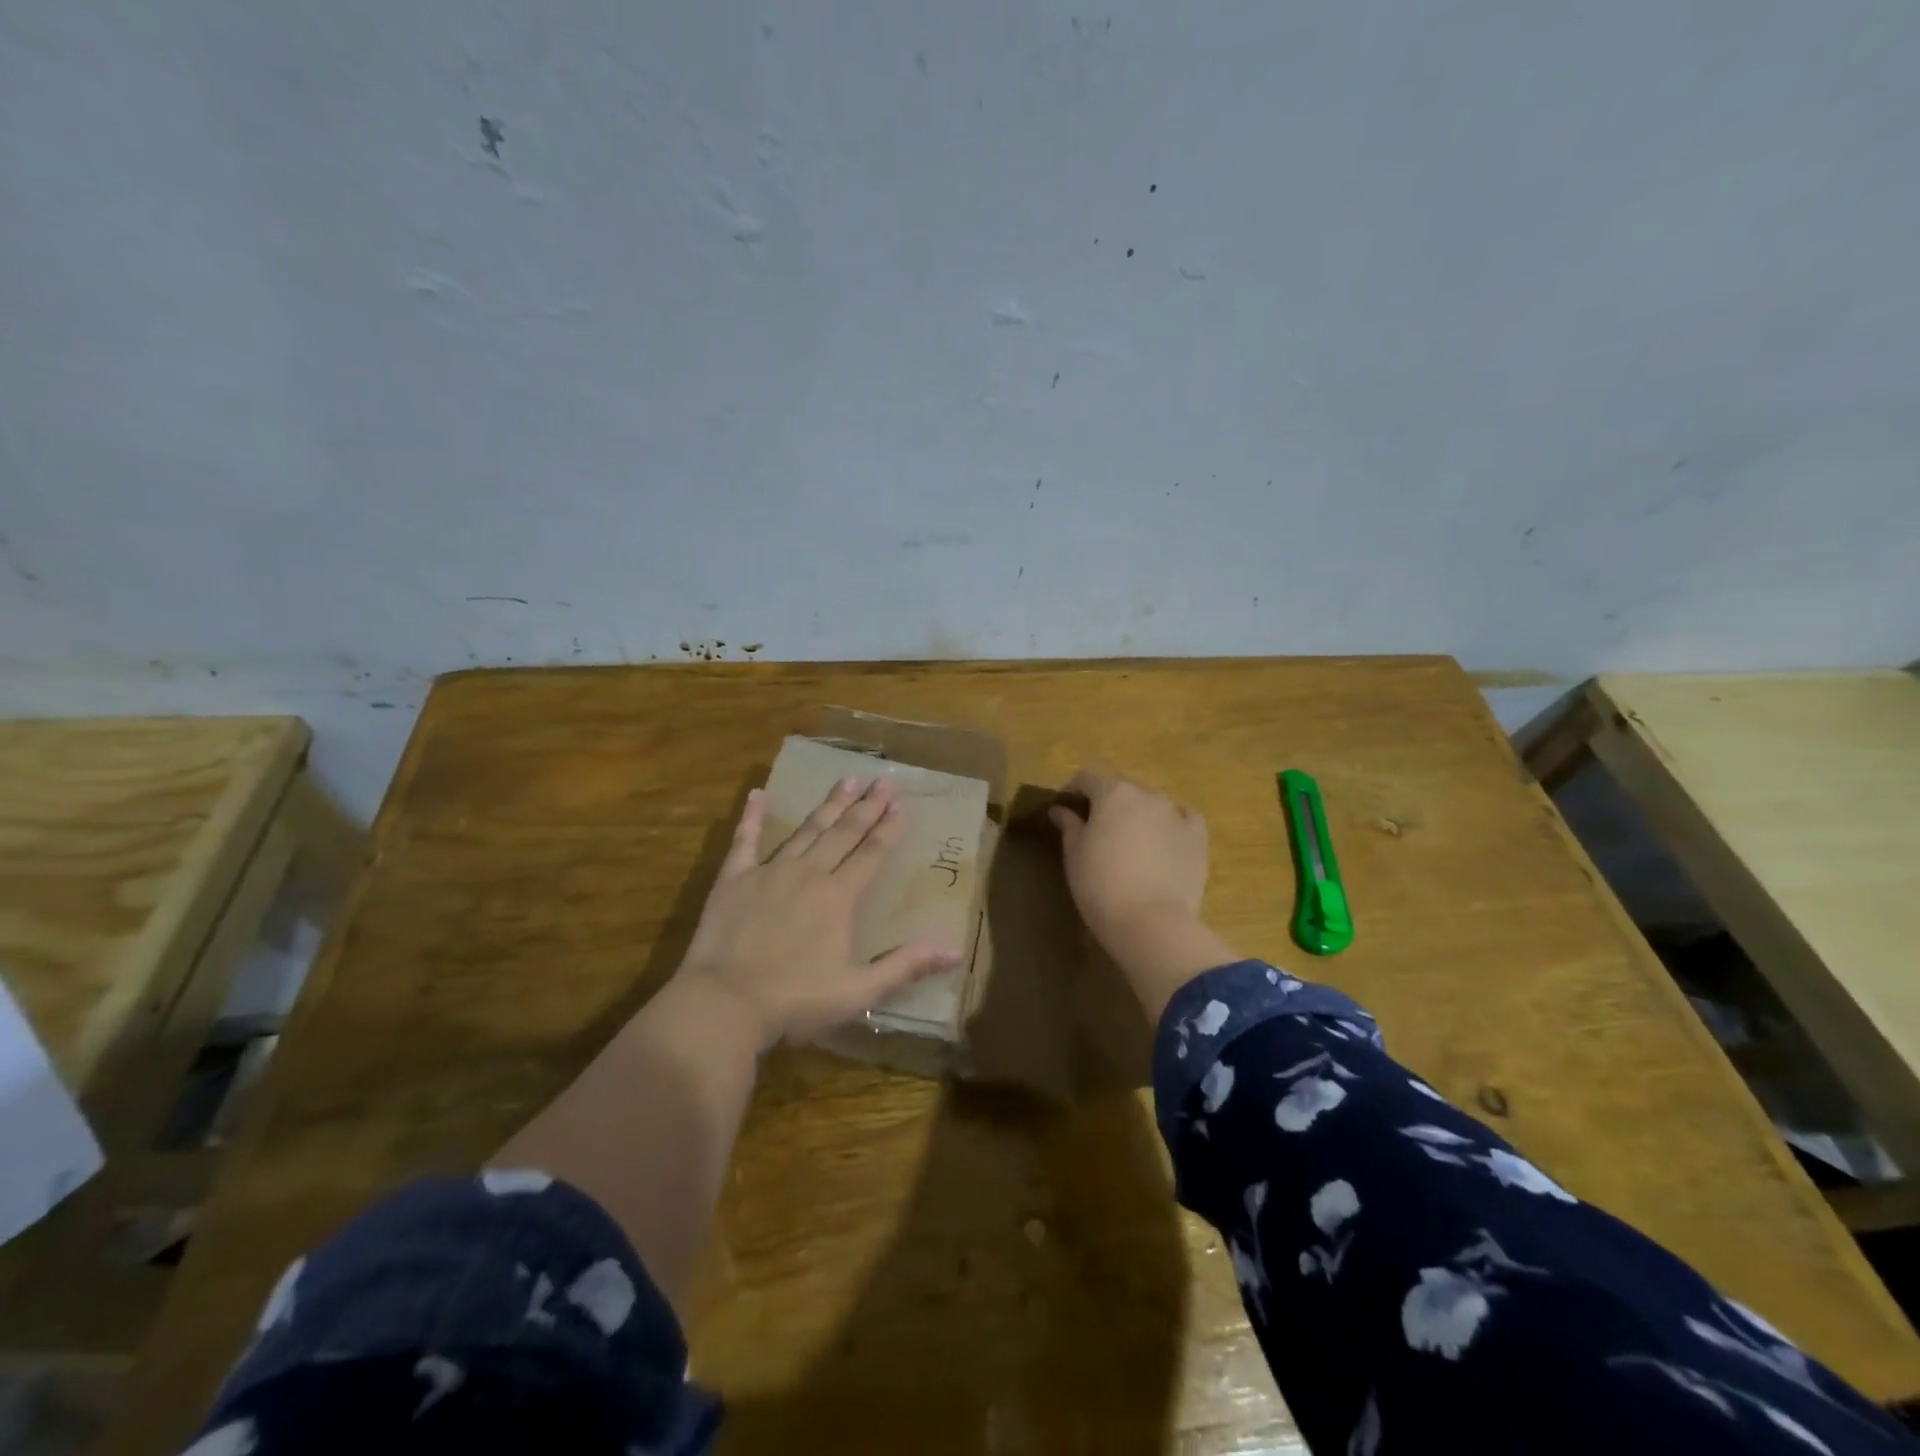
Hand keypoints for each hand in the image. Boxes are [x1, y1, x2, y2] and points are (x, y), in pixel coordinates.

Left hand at [679, 776, 964, 1049]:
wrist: (726, 1002)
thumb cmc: (796, 999)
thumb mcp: (858, 990)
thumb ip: (905, 966)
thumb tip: (954, 952)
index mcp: (839, 897)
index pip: (871, 854)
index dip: (888, 829)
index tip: (901, 804)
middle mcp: (809, 874)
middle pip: (843, 834)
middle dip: (866, 806)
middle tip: (883, 781)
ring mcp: (770, 872)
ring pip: (806, 830)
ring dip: (828, 805)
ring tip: (846, 780)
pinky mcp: (734, 878)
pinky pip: (744, 840)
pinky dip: (752, 817)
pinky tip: (757, 794)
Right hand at [1048, 768, 1209, 941]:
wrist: (1151, 922)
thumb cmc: (1100, 885)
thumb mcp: (1074, 854)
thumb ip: (1069, 825)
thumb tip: (1061, 810)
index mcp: (1113, 793)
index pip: (1088, 777)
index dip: (1074, 789)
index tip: (1065, 807)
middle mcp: (1147, 794)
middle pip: (1122, 788)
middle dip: (1107, 801)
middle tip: (1095, 826)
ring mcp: (1176, 814)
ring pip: (1152, 803)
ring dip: (1138, 813)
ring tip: (1130, 838)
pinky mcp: (1198, 838)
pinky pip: (1183, 819)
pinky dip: (1171, 824)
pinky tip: (1165, 840)